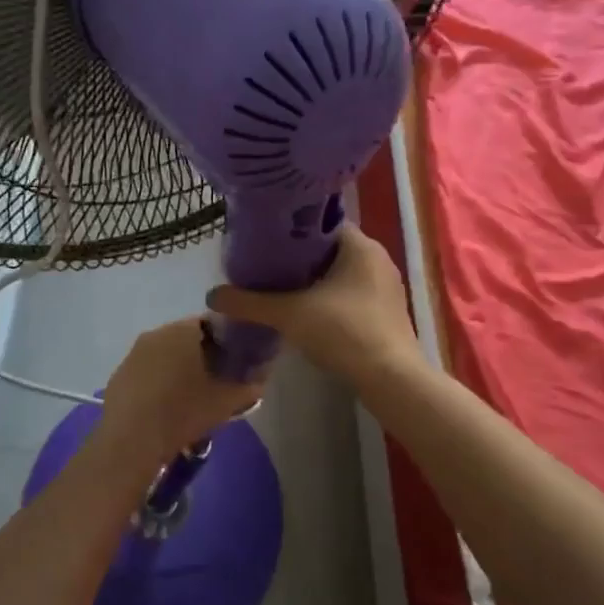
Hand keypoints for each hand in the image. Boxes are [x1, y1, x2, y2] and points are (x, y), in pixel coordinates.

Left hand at [97, 318, 264, 460]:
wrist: (131, 441)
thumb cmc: (182, 411)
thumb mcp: (225, 401)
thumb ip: (248, 386)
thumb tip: (260, 380)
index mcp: (182, 330)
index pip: (211, 324)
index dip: (225, 343)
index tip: (233, 363)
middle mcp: (156, 333)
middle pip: (185, 339)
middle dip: (200, 357)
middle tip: (214, 383)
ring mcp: (133, 353)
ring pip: (164, 355)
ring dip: (177, 370)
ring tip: (189, 399)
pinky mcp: (119, 375)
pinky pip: (146, 372)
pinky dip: (157, 383)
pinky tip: (164, 408)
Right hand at [206, 225, 419, 379]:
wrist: (391, 379)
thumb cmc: (345, 332)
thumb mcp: (289, 314)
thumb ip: (250, 302)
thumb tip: (212, 295)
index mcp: (360, 246)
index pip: (321, 225)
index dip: (292, 232)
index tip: (266, 243)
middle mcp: (378, 259)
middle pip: (330, 249)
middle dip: (300, 259)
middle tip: (267, 268)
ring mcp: (386, 287)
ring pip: (341, 274)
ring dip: (315, 281)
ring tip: (281, 290)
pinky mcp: (388, 312)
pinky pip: (352, 294)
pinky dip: (330, 299)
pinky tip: (308, 314)